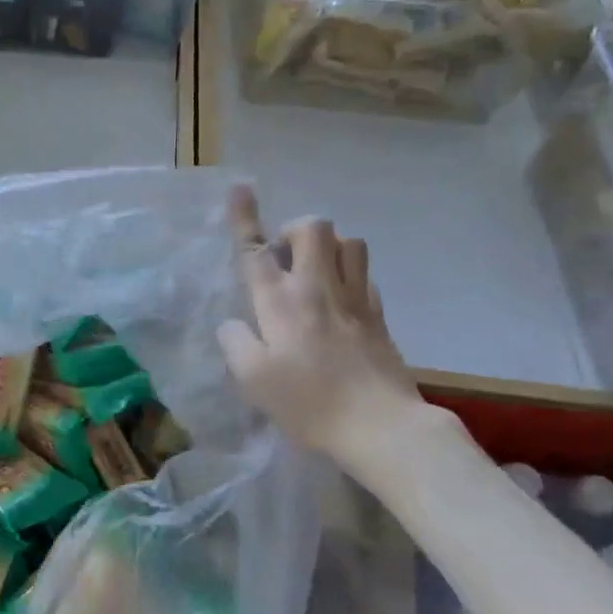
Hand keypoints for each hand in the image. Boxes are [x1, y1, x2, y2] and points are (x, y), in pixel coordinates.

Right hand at [218, 184, 420, 462]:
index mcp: (280, 302)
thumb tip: (233, 323)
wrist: (380, 425)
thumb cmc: (307, 403)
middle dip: (294, 230)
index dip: (244, 218)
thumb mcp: (252, 379)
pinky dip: (348, 273)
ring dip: (328, 246)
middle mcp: (318, 288)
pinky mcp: (378, 315)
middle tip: (282, 258)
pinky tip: (338, 298)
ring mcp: (354, 298)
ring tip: (313, 271)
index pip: (255, 250)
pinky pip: (364, 274)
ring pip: (349, 242)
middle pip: (313, 228)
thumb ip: (235, 343)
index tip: (240, 188)